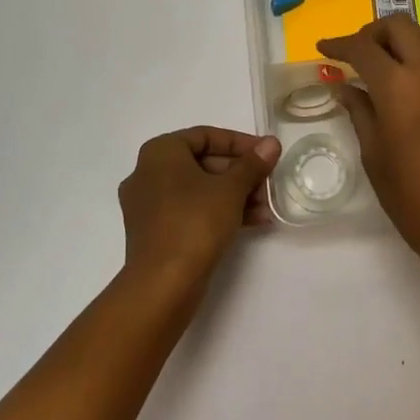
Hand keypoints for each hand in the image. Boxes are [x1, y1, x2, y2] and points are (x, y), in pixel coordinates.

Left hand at [118, 127, 281, 286]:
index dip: (240, 143)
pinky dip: (218, 212)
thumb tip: (271, 143)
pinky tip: (252, 222)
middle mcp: (148, 173)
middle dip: (240, 173)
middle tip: (269, 183)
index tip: (266, 154)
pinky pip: (191, 211)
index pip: (206, 136)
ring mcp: (148, 204)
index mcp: (160, 153)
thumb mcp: (231, 189)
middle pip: (203, 163)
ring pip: (199, 190)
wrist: (163, 283)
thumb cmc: (195, 222)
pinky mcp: (155, 231)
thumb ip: (252, 164)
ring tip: (266, 207)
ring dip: (235, 195)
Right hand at [318, 16, 419, 266]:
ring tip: (376, 64)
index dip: (339, 44)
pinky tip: (400, 82)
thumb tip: (344, 87)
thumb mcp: (373, 153)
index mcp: (398, 88)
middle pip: (401, 26)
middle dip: (373, 32)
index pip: (364, 48)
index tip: (322, 49)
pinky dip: (415, 56)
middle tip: (354, 53)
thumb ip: (359, 111)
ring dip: (397, 40)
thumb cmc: (409, 195)